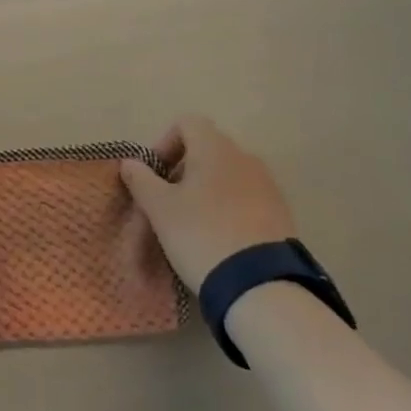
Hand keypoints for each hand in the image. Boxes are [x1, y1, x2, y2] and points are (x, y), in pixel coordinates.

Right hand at [119, 115, 296, 289]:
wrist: (261, 286)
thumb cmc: (201, 235)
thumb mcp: (160, 209)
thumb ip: (141, 180)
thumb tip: (130, 162)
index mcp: (214, 147)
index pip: (186, 123)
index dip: (164, 144)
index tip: (154, 176)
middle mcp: (244, 156)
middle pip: (206, 149)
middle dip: (182, 171)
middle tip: (167, 203)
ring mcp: (267, 184)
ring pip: (226, 175)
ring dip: (206, 190)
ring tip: (192, 224)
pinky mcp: (281, 213)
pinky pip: (246, 198)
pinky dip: (228, 208)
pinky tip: (220, 239)